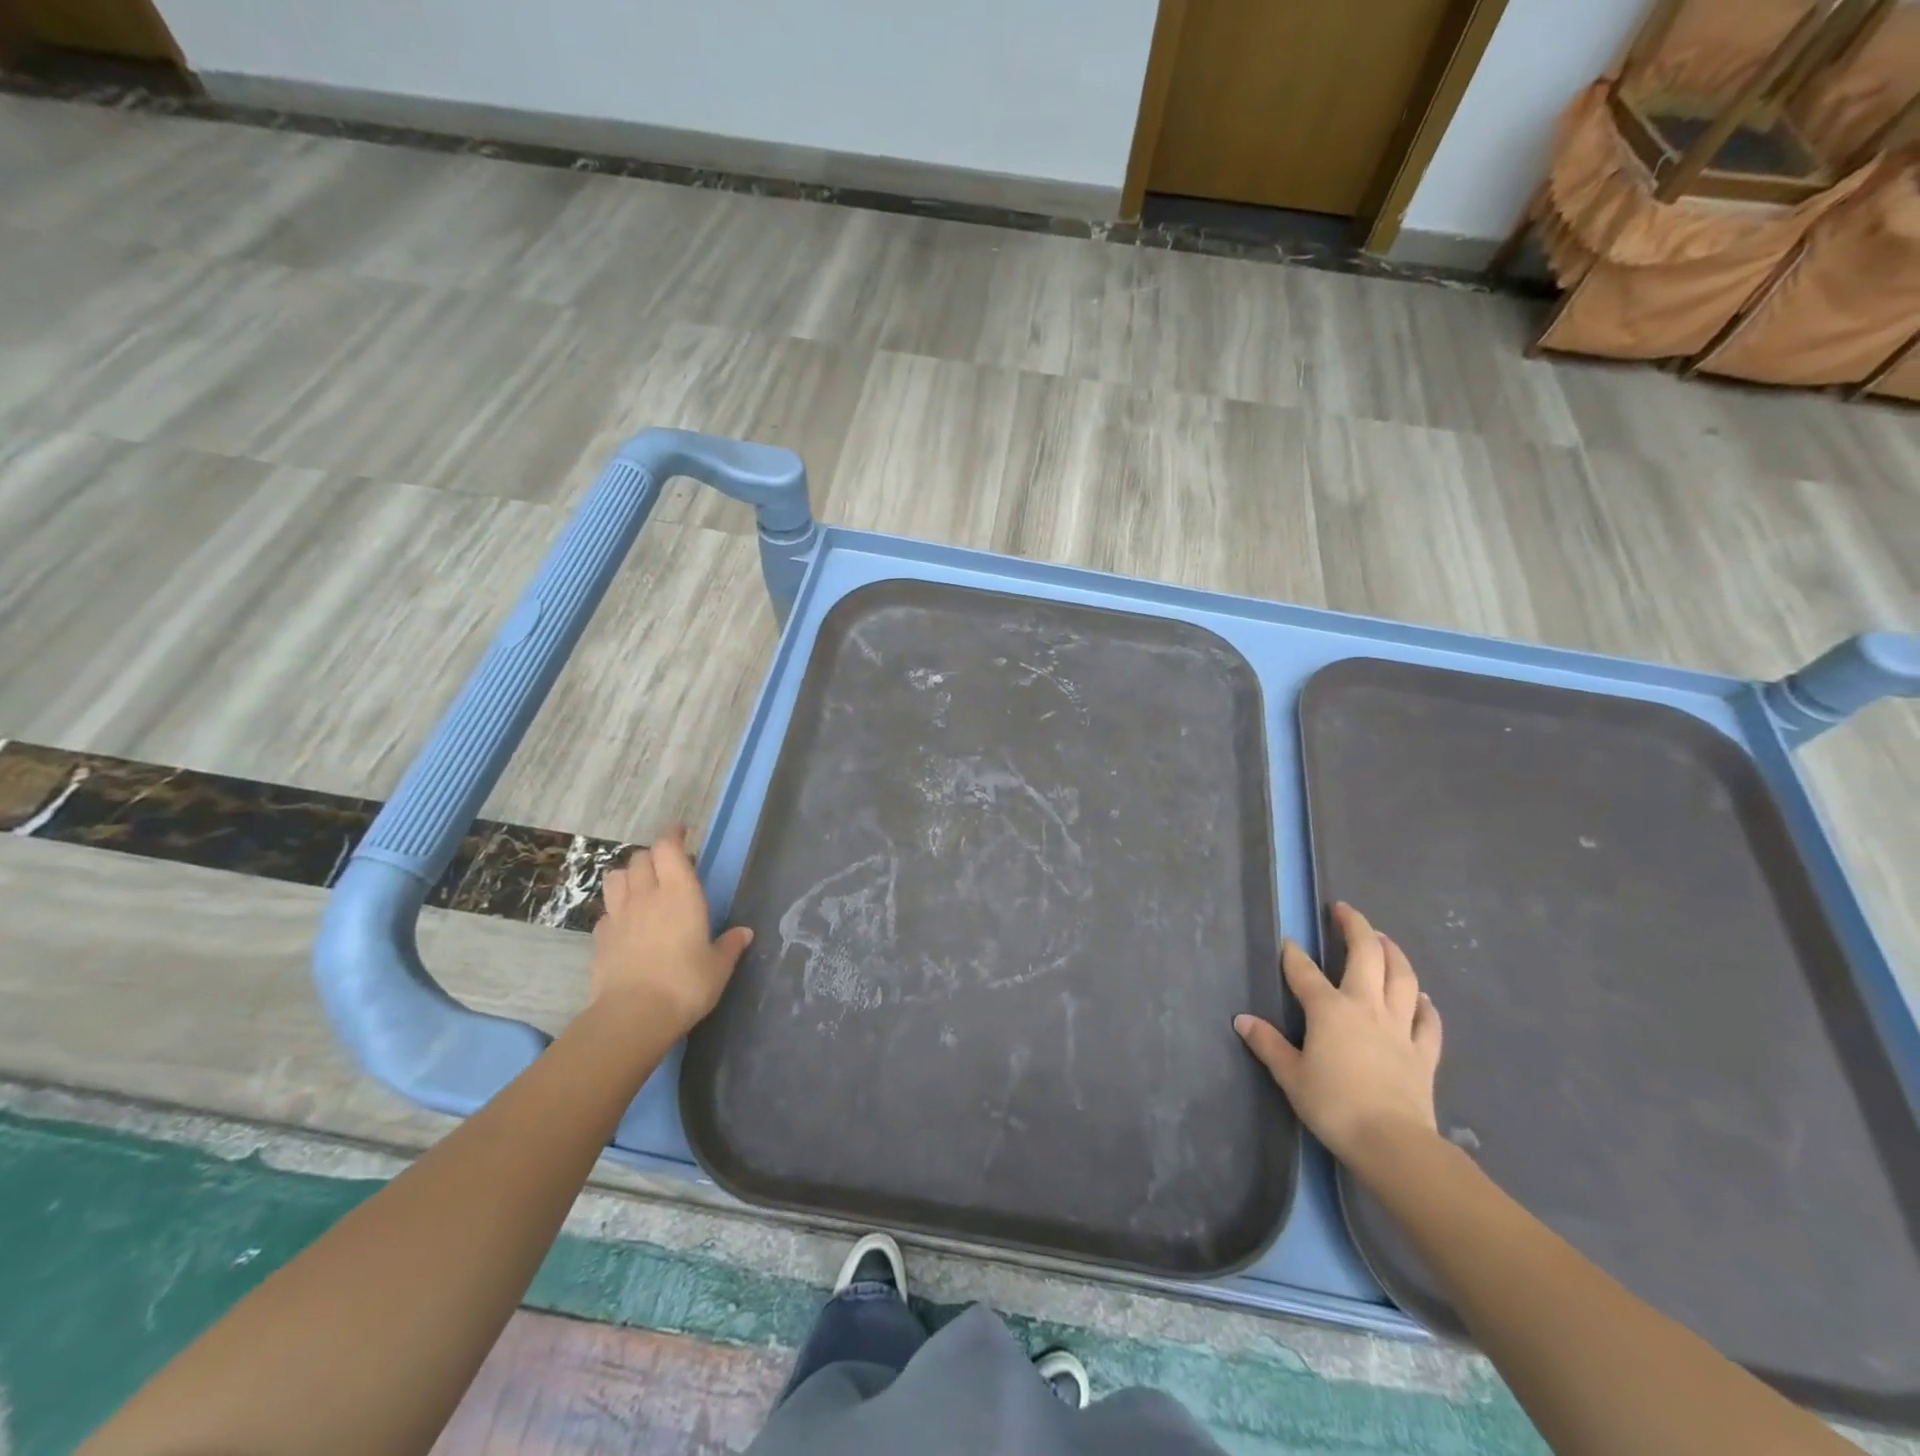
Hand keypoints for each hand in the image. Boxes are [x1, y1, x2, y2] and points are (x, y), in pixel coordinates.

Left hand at [590, 826, 752, 1036]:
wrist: (633, 1015)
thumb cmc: (686, 983)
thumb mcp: (719, 966)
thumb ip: (730, 945)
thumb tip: (744, 933)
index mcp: (680, 893)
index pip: (668, 847)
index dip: (673, 834)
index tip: (681, 831)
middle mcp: (647, 895)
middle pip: (641, 858)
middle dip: (654, 855)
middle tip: (668, 866)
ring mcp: (619, 915)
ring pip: (616, 877)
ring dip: (629, 874)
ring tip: (642, 886)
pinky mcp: (600, 937)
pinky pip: (607, 910)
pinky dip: (617, 908)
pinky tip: (627, 923)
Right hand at [1235, 902, 1442, 1172]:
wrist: (1392, 1142)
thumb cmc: (1334, 1106)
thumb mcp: (1290, 1076)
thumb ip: (1268, 1044)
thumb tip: (1242, 1020)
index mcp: (1329, 1010)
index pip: (1304, 972)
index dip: (1293, 955)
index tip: (1288, 942)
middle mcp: (1366, 1007)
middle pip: (1366, 955)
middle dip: (1355, 927)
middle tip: (1344, 910)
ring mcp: (1400, 1027)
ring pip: (1403, 977)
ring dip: (1393, 953)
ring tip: (1384, 939)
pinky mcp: (1424, 1052)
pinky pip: (1428, 1021)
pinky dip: (1425, 1004)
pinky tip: (1422, 997)